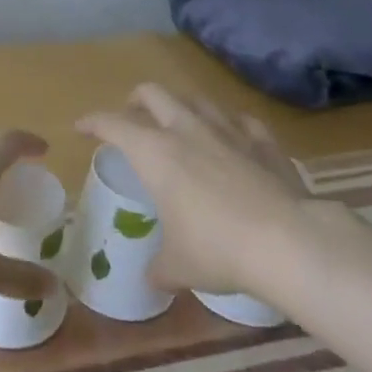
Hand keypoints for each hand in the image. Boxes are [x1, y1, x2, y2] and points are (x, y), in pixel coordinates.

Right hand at [77, 83, 311, 296]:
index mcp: (154, 152)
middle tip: (131, 116)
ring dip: (181, 105)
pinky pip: (241, 120)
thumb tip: (153, 277)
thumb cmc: (218, 249)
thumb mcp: (178, 265)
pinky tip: (232, 136)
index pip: (112, 124)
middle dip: (136, 100)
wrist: (289, 243)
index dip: (92, 121)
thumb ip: (159, 266)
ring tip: (178, 121)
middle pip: (153, 93)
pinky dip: (230, 124)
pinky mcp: (264, 142)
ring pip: (197, 99)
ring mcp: (228, 131)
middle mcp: (187, 130)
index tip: (81, 126)